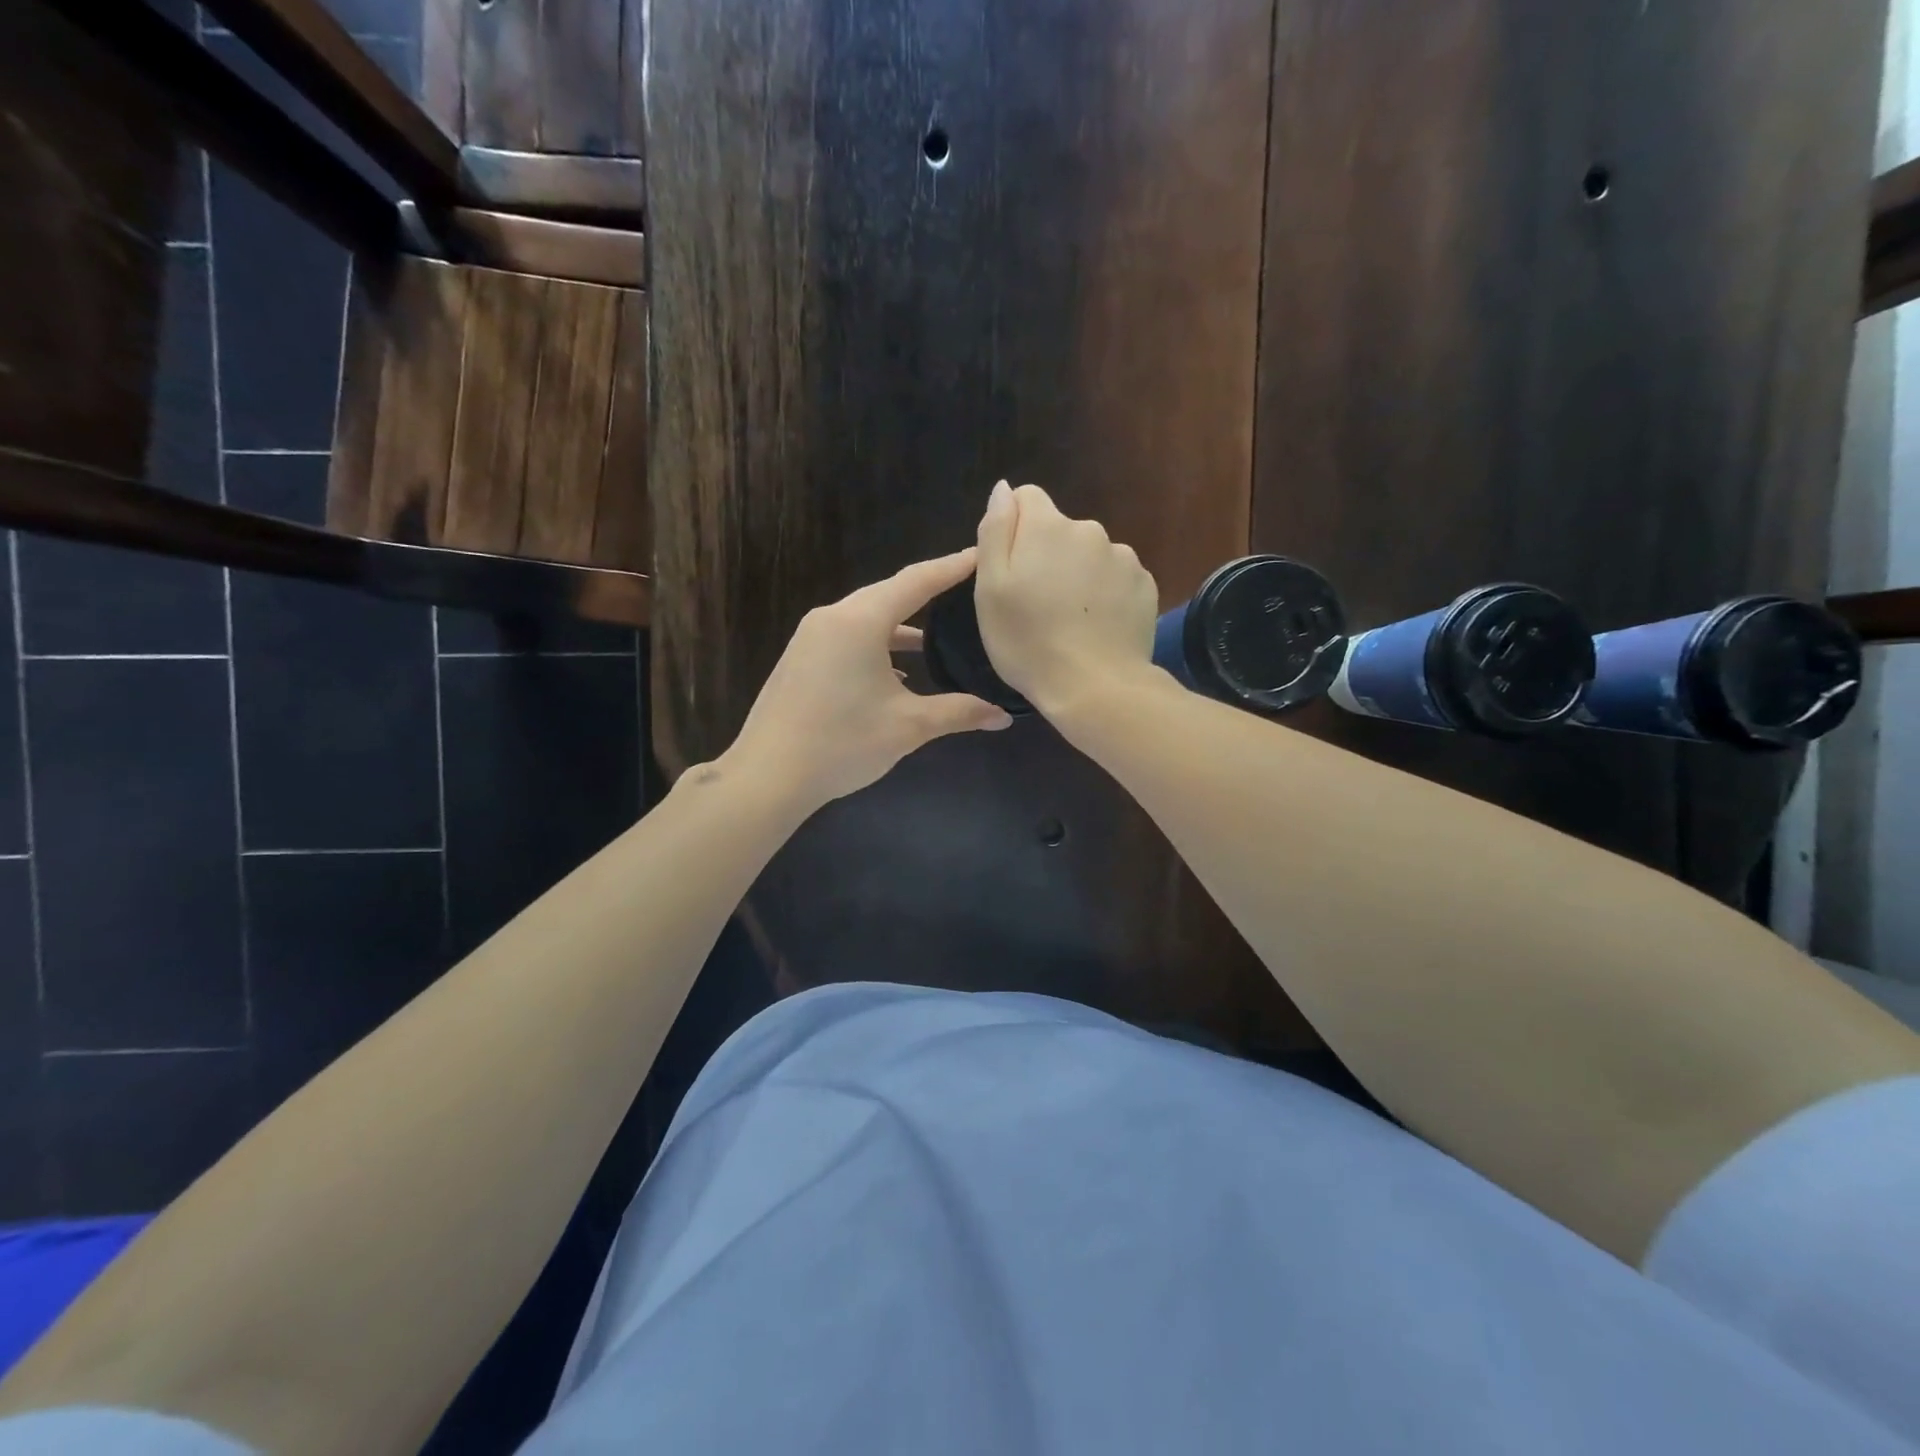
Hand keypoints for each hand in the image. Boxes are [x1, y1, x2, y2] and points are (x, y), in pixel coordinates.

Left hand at [723, 548, 1013, 809]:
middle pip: (888, 595)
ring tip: (935, 637)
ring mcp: (810, 638)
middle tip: (963, 590)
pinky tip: (896, 673)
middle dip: (927, 593)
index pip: (917, 581)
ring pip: (866, 618)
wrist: (768, 776)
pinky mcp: (800, 659)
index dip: (951, 567)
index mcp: (860, 621)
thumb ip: (959, 713)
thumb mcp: (908, 727)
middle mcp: (832, 617)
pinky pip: (847, 638)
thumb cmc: (842, 743)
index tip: (979, 554)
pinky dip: (876, 645)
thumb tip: (1003, 716)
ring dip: (900, 626)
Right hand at [974, 481, 1158, 716]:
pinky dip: (1104, 594)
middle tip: (1037, 604)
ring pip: (1089, 555)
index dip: (1013, 530)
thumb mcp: (990, 589)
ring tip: (1069, 620)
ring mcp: (1123, 557)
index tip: (1010, 570)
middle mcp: (1090, 529)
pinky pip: (1115, 578)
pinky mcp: (1145, 585)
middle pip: (1059, 530)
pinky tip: (1096, 627)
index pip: (1026, 498)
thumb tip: (1004, 489)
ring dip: (1078, 574)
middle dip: (1047, 555)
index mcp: (1047, 525)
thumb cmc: (1029, 642)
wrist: (1095, 687)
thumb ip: (995, 530)